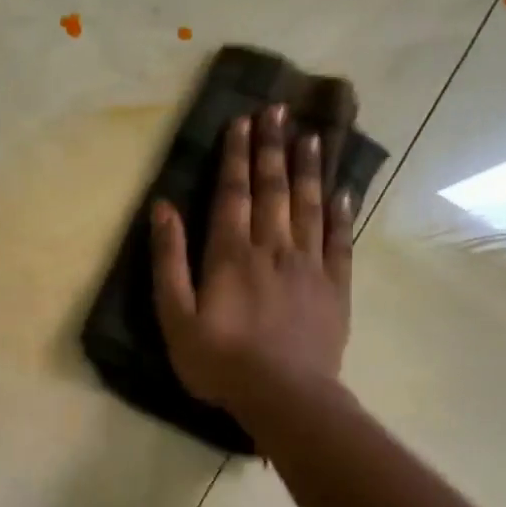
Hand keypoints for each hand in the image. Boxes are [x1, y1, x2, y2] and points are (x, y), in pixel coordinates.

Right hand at [150, 106, 354, 418]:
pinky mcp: (335, 287)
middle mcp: (273, 248)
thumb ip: (168, 260)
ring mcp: (309, 265)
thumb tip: (162, 208)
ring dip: (308, 169)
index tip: (242, 121)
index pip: (233, 193)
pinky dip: (341, 212)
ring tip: (311, 135)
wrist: (285, 397)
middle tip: (279, 110)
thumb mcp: (175, 316)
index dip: (236, 156)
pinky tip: (343, 190)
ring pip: (309, 205)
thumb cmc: (219, 361)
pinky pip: (339, 240)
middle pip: (273, 189)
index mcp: (231, 254)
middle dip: (273, 148)